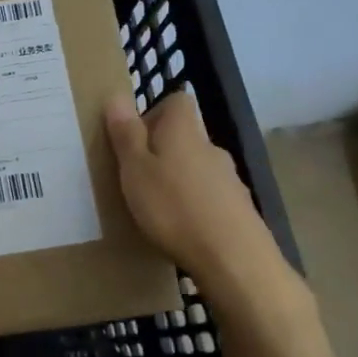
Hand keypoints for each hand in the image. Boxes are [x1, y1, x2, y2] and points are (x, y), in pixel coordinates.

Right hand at [104, 93, 299, 318]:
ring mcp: (230, 179)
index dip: (154, 113)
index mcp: (183, 131)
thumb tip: (117, 96)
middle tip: (136, 177)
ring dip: (178, 179)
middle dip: (162, 151)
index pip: (176, 102)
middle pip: (185, 136)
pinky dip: (195, 205)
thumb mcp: (135, 169)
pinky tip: (182, 229)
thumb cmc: (173, 207)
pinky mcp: (240, 210)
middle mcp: (210, 147)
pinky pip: (210, 197)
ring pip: (197, 168)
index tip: (133, 139)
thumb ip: (126, 134)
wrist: (234, 260)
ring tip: (156, 208)